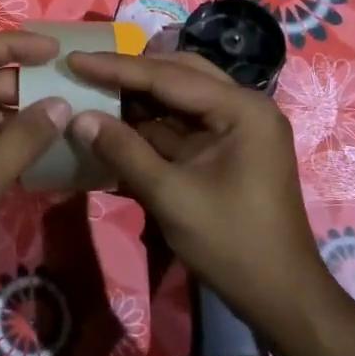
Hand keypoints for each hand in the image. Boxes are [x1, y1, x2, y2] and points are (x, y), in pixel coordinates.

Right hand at [64, 51, 328, 333]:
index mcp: (242, 109)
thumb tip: (78, 118)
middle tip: (83, 71)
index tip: (74, 59)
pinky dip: (150, 125)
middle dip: (130, 75)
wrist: (280, 296)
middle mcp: (244, 107)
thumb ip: (124, 151)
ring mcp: (237, 128)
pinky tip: (115, 124)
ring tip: (91, 91)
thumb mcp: (171, 196)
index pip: (169, 76)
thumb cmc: (231, 244)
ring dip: (138, 99)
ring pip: (179, 99)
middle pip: (178, 75)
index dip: (117, 68)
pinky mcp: (226, 149)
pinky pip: (183, 125)